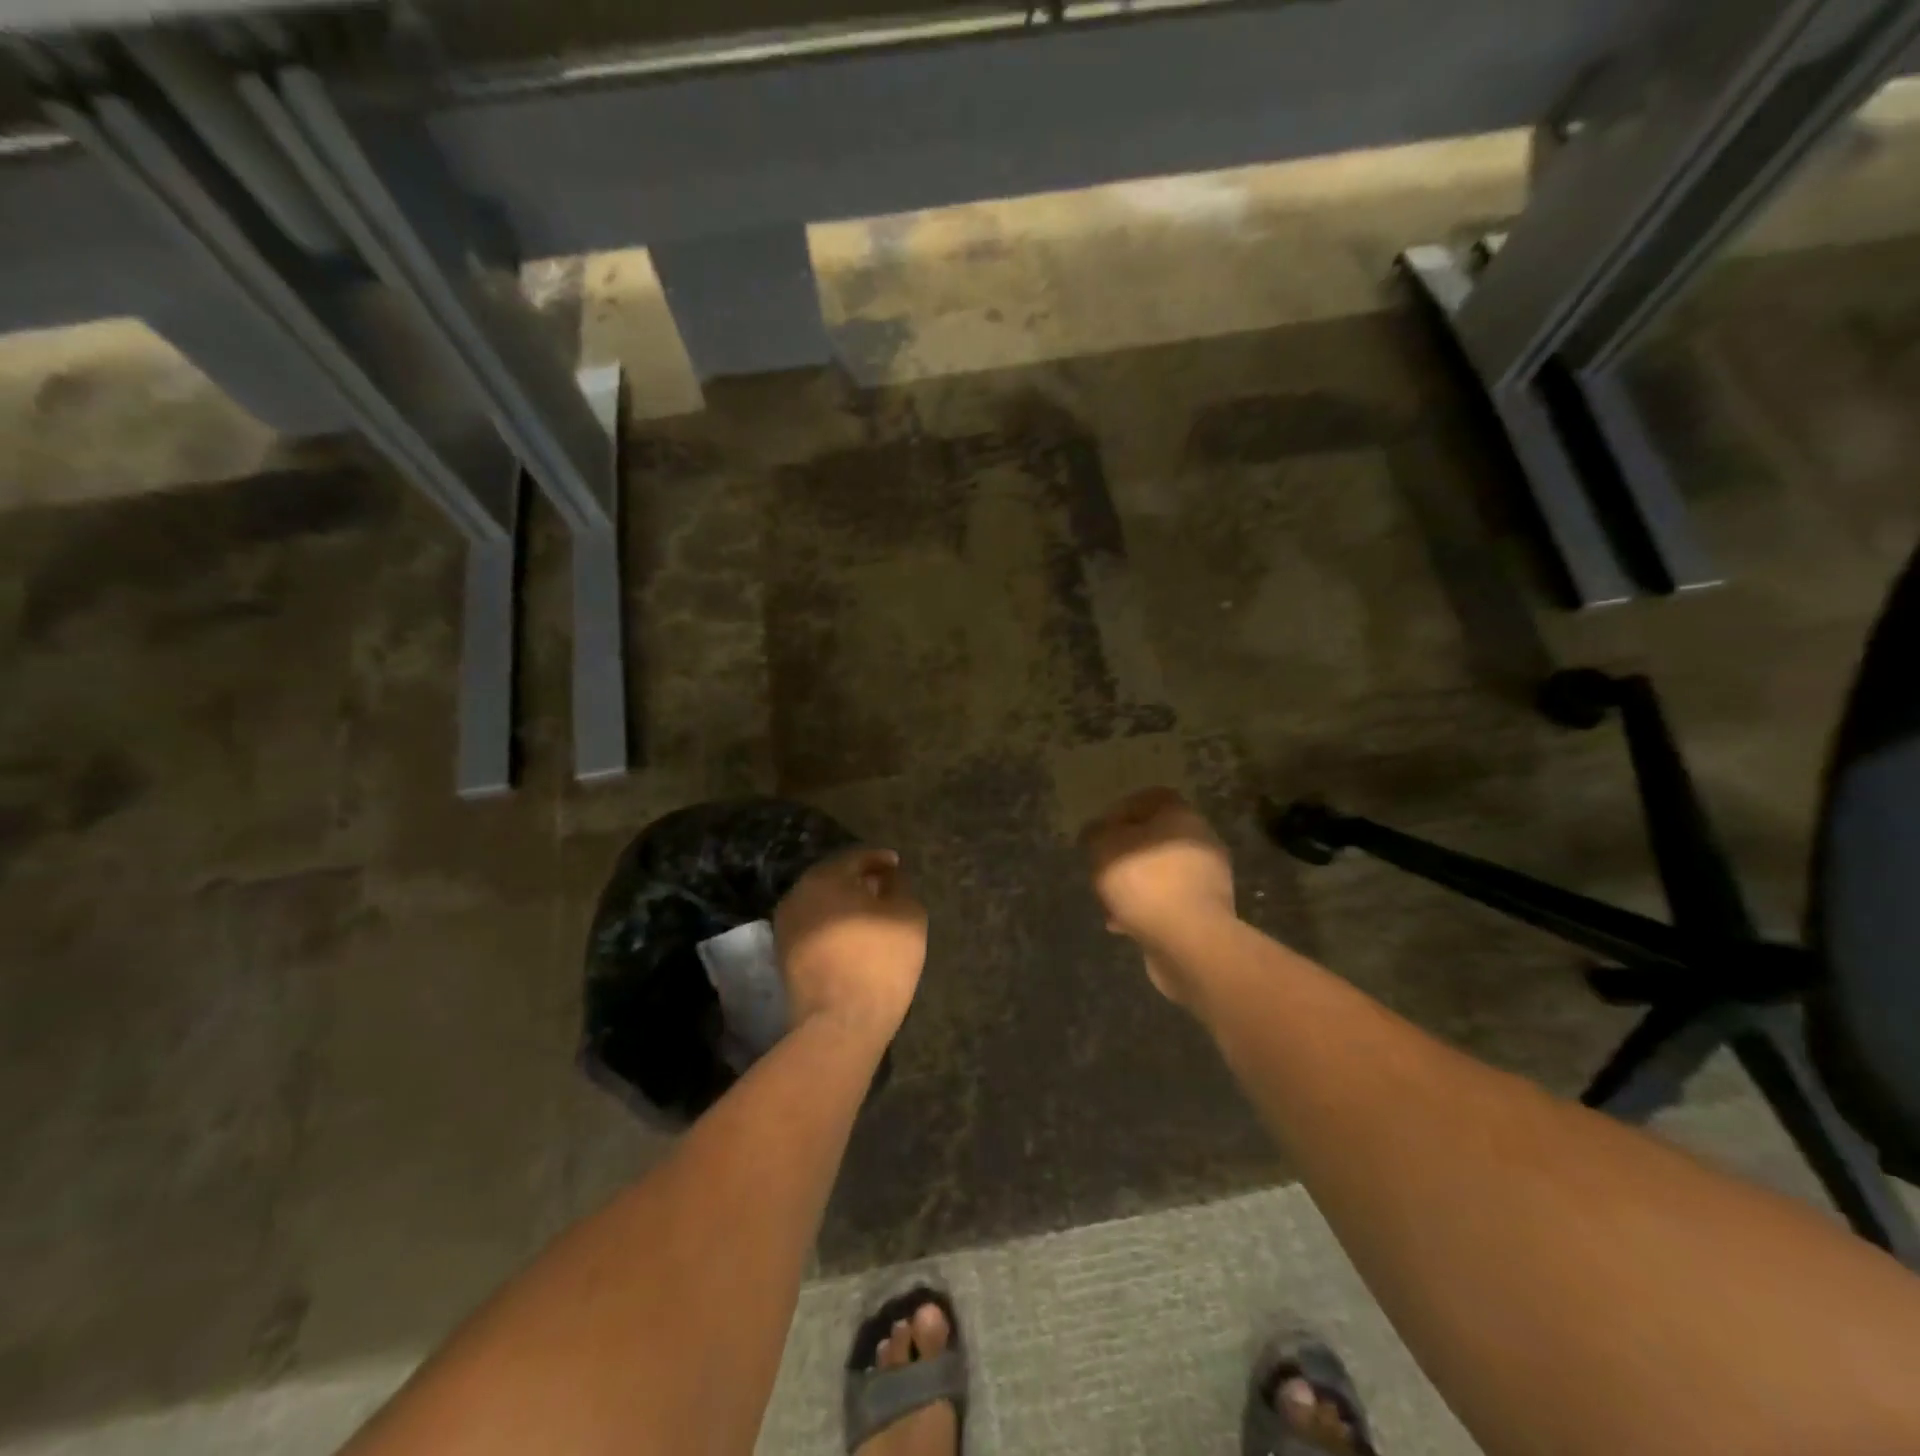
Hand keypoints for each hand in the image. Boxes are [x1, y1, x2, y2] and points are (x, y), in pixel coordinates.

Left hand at [774, 848, 927, 1043]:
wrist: (840, 1021)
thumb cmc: (879, 960)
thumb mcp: (908, 914)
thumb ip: (899, 886)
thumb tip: (888, 876)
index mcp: (826, 877)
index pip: (856, 857)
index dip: (880, 858)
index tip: (897, 865)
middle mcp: (799, 894)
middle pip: (833, 877)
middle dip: (859, 879)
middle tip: (884, 887)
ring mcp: (786, 925)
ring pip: (820, 902)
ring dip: (844, 902)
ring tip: (870, 913)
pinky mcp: (784, 955)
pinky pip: (813, 925)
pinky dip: (832, 923)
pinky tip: (851, 936)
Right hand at [1078, 787, 1235, 1004]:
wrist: (1190, 942)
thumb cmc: (1145, 882)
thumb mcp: (1104, 848)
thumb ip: (1096, 833)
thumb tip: (1096, 832)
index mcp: (1181, 816)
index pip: (1151, 798)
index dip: (1120, 812)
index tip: (1099, 835)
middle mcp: (1201, 841)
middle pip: (1155, 838)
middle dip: (1125, 855)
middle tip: (1101, 870)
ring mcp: (1209, 879)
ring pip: (1161, 873)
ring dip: (1135, 886)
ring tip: (1109, 905)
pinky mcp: (1207, 913)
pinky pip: (1170, 903)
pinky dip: (1147, 910)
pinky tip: (1124, 926)